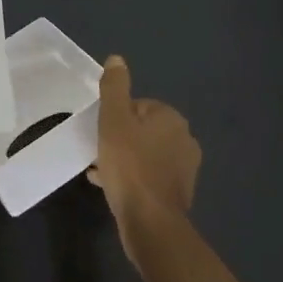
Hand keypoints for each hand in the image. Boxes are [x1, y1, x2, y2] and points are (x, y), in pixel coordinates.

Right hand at [87, 56, 200, 264]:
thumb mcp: (113, 121)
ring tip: (100, 172)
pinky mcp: (178, 192)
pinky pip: (149, 176)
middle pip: (141, 130)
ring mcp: (184, 167)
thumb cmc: (129, 166)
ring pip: (144, 154)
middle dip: (119, 139)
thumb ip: (115, 88)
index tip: (101, 133)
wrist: (150, 222)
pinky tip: (112, 187)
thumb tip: (117, 59)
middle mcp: (184, 138)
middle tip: (98, 153)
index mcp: (171, 118)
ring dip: (123, 159)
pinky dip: (132, 177)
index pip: (137, 106)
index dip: (115, 118)